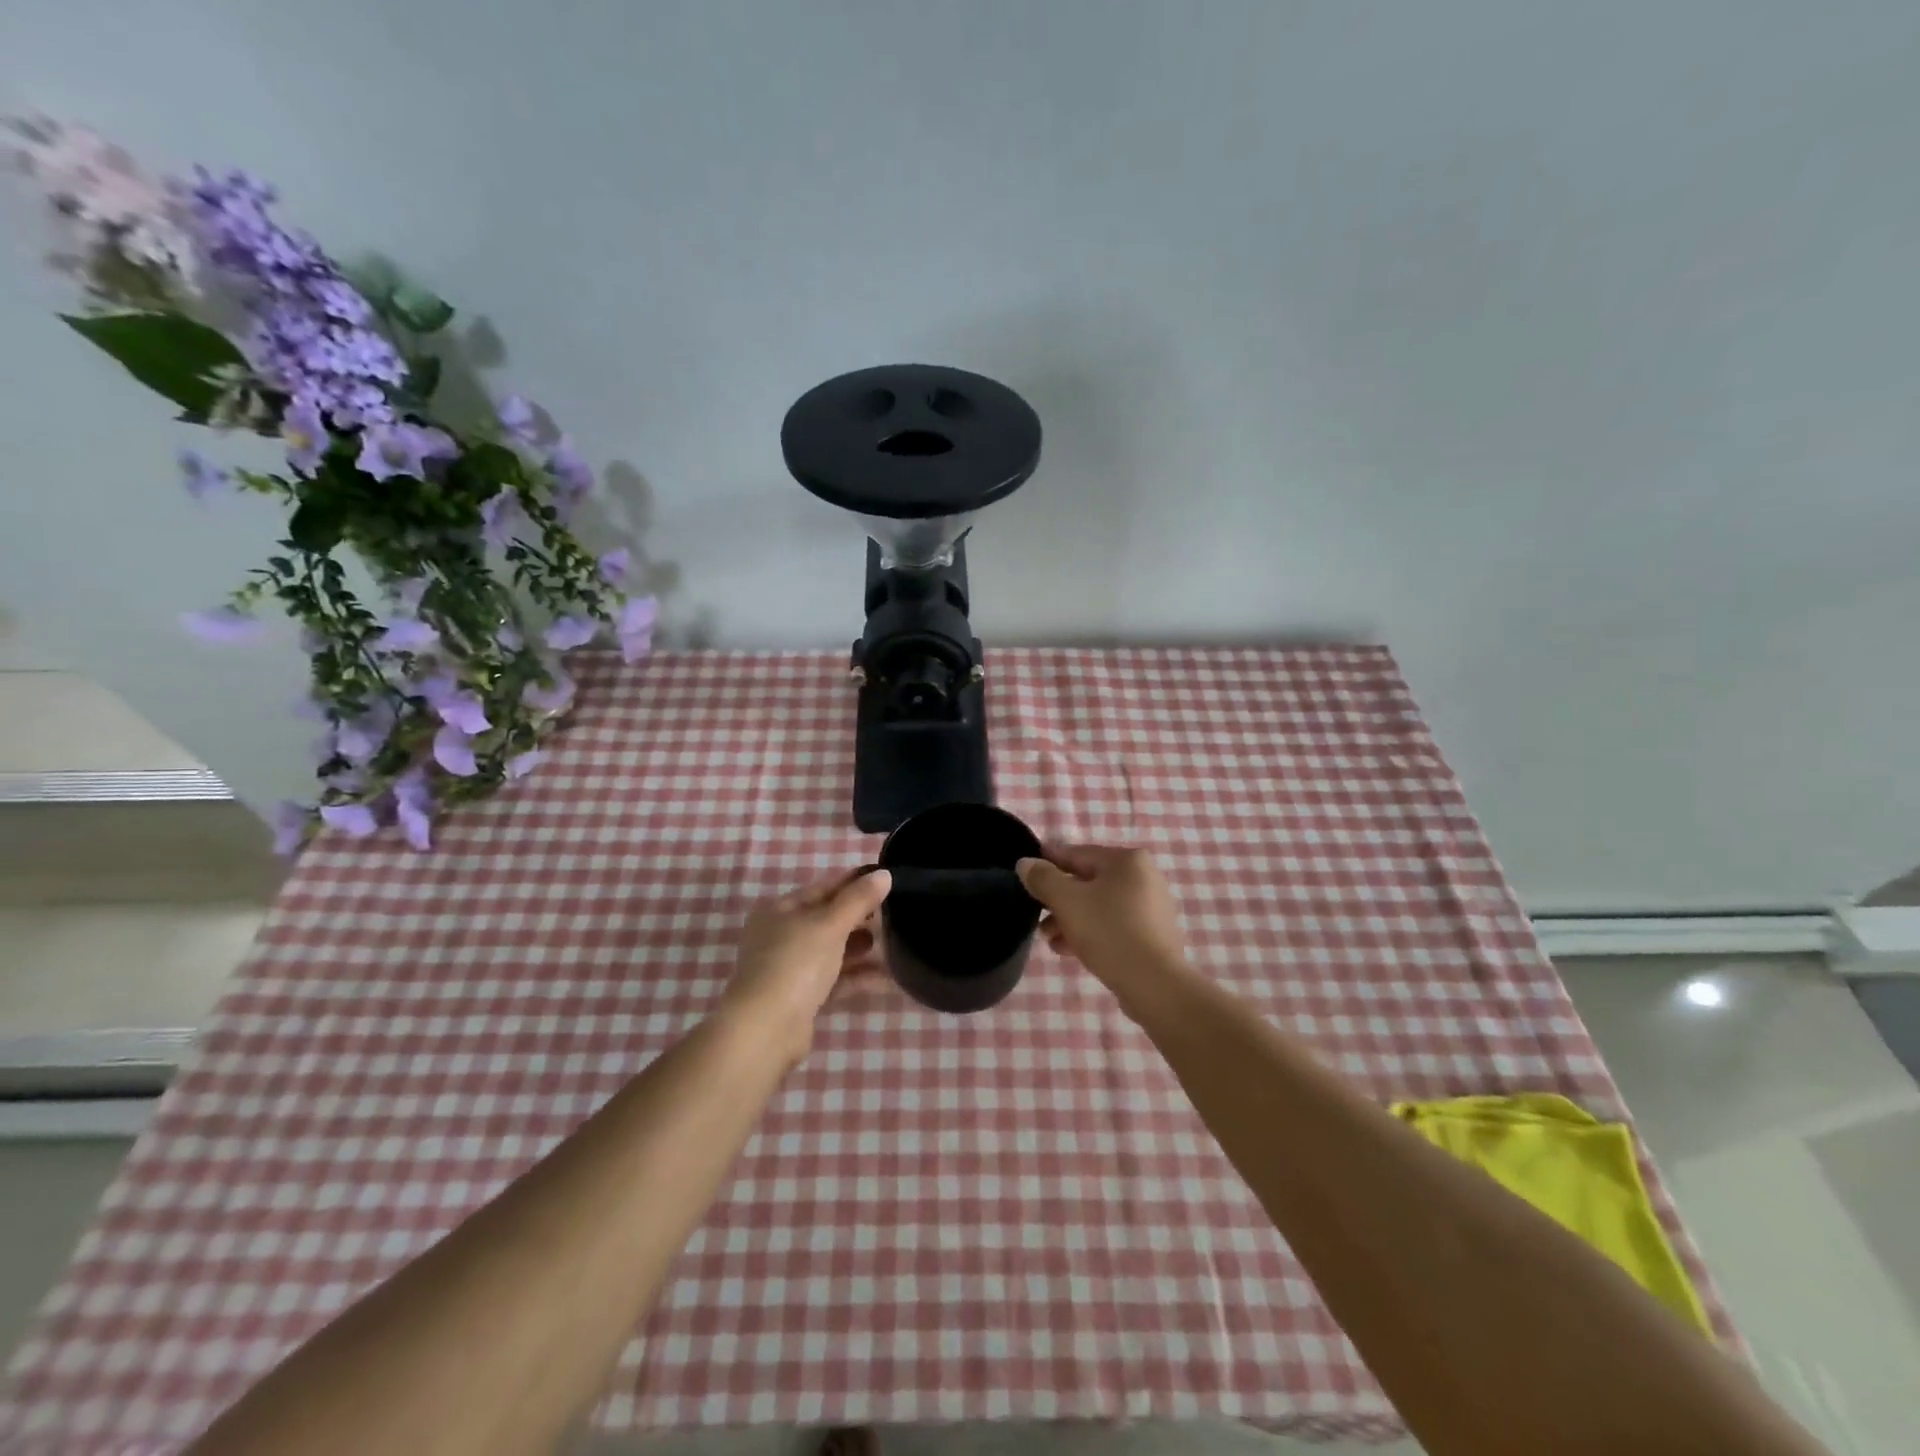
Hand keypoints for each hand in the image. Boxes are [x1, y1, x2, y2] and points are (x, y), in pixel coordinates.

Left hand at [719, 867, 893, 1059]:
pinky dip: (856, 977)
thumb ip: (858, 899)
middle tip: (894, 914)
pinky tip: (886, 977)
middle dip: (859, 918)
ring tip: (893, 944)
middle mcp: (781, 937)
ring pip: (831, 951)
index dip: (853, 883)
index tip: (885, 880)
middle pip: (826, 920)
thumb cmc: (796, 962)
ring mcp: (789, 969)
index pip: (822, 888)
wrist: (767, 1029)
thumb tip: (884, 874)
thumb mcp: (830, 924)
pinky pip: (834, 980)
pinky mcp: (800, 999)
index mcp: (780, 911)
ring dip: (860, 948)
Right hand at [1016, 844, 1192, 1013]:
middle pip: (1088, 881)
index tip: (1025, 871)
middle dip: (1058, 899)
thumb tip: (1026, 863)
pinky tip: (1069, 950)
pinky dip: (1091, 932)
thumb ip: (1043, 878)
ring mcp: (1151, 907)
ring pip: (1099, 906)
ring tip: (1049, 940)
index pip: (1077, 854)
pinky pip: (1113, 925)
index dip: (1048, 861)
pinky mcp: (1152, 935)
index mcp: (1128, 860)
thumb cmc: (1109, 932)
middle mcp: (1144, 877)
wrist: (1154, 985)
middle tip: (1036, 915)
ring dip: (1071, 919)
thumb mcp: (1067, 901)